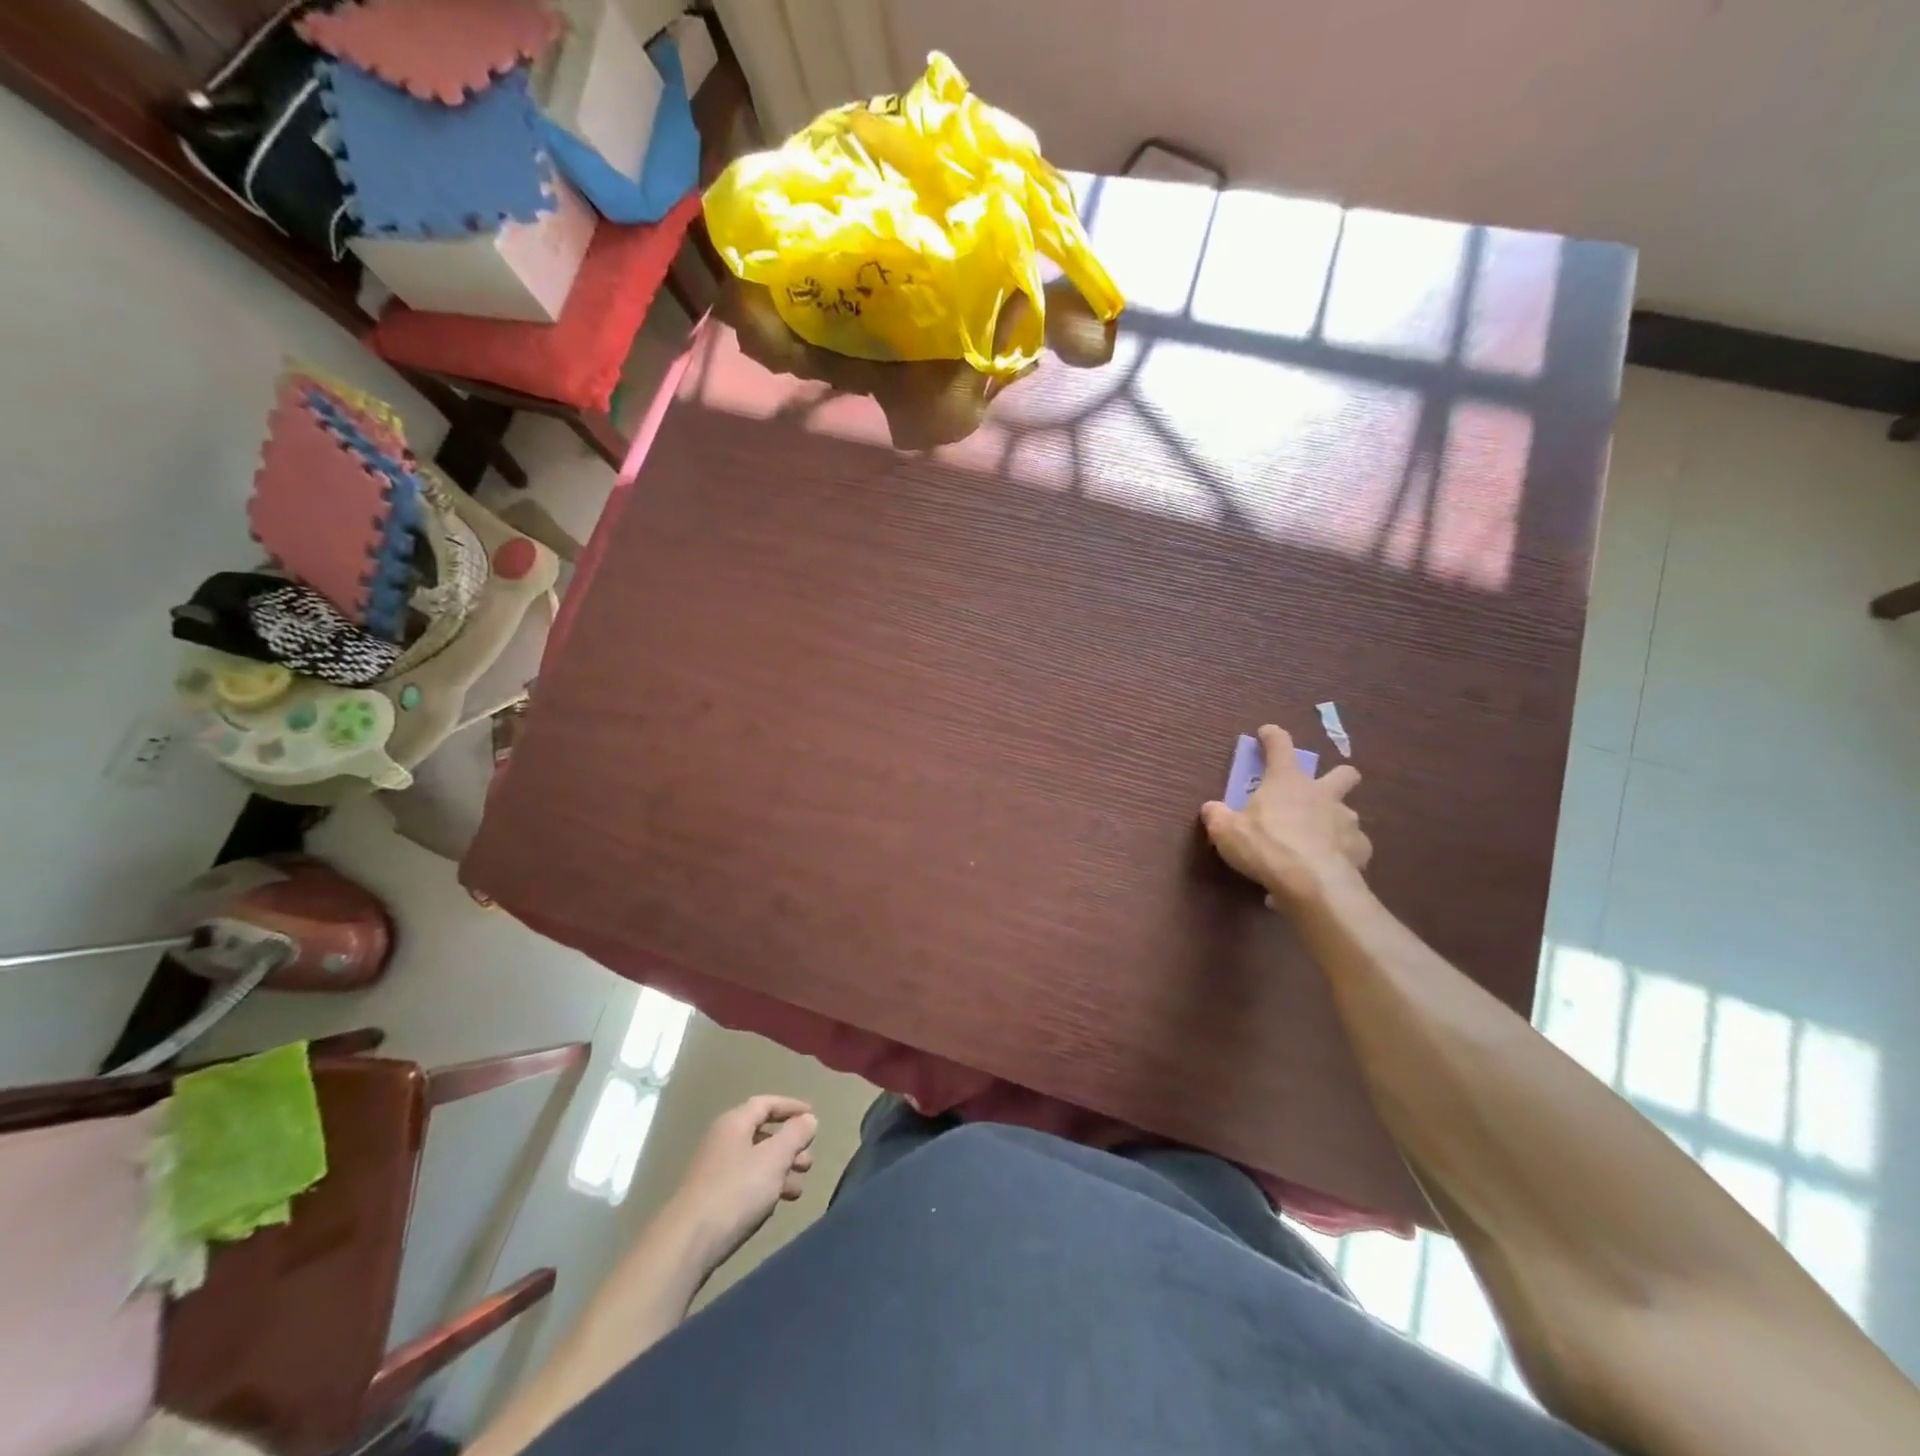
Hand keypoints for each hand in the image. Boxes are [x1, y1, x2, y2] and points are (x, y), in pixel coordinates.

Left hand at [666, 1096, 818, 1270]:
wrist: (687, 1243)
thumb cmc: (736, 1191)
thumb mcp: (774, 1158)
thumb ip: (795, 1135)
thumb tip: (808, 1118)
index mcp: (734, 1123)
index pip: (766, 1103)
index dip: (791, 1107)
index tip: (813, 1116)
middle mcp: (722, 1140)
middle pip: (762, 1133)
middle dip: (789, 1145)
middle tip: (809, 1162)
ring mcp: (714, 1170)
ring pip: (755, 1160)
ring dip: (780, 1170)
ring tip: (798, 1189)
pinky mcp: (711, 1198)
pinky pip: (745, 1182)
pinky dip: (765, 1187)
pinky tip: (775, 1204)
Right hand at [1201, 724, 1370, 907]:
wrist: (1312, 883)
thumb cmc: (1265, 846)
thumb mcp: (1226, 831)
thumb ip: (1217, 816)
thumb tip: (1211, 808)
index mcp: (1287, 781)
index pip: (1280, 746)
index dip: (1273, 737)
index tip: (1267, 732)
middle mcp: (1321, 794)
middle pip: (1343, 773)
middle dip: (1337, 776)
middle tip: (1320, 791)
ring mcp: (1346, 821)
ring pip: (1348, 813)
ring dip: (1334, 822)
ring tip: (1318, 842)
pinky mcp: (1360, 850)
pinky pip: (1353, 847)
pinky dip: (1342, 853)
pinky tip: (1329, 866)